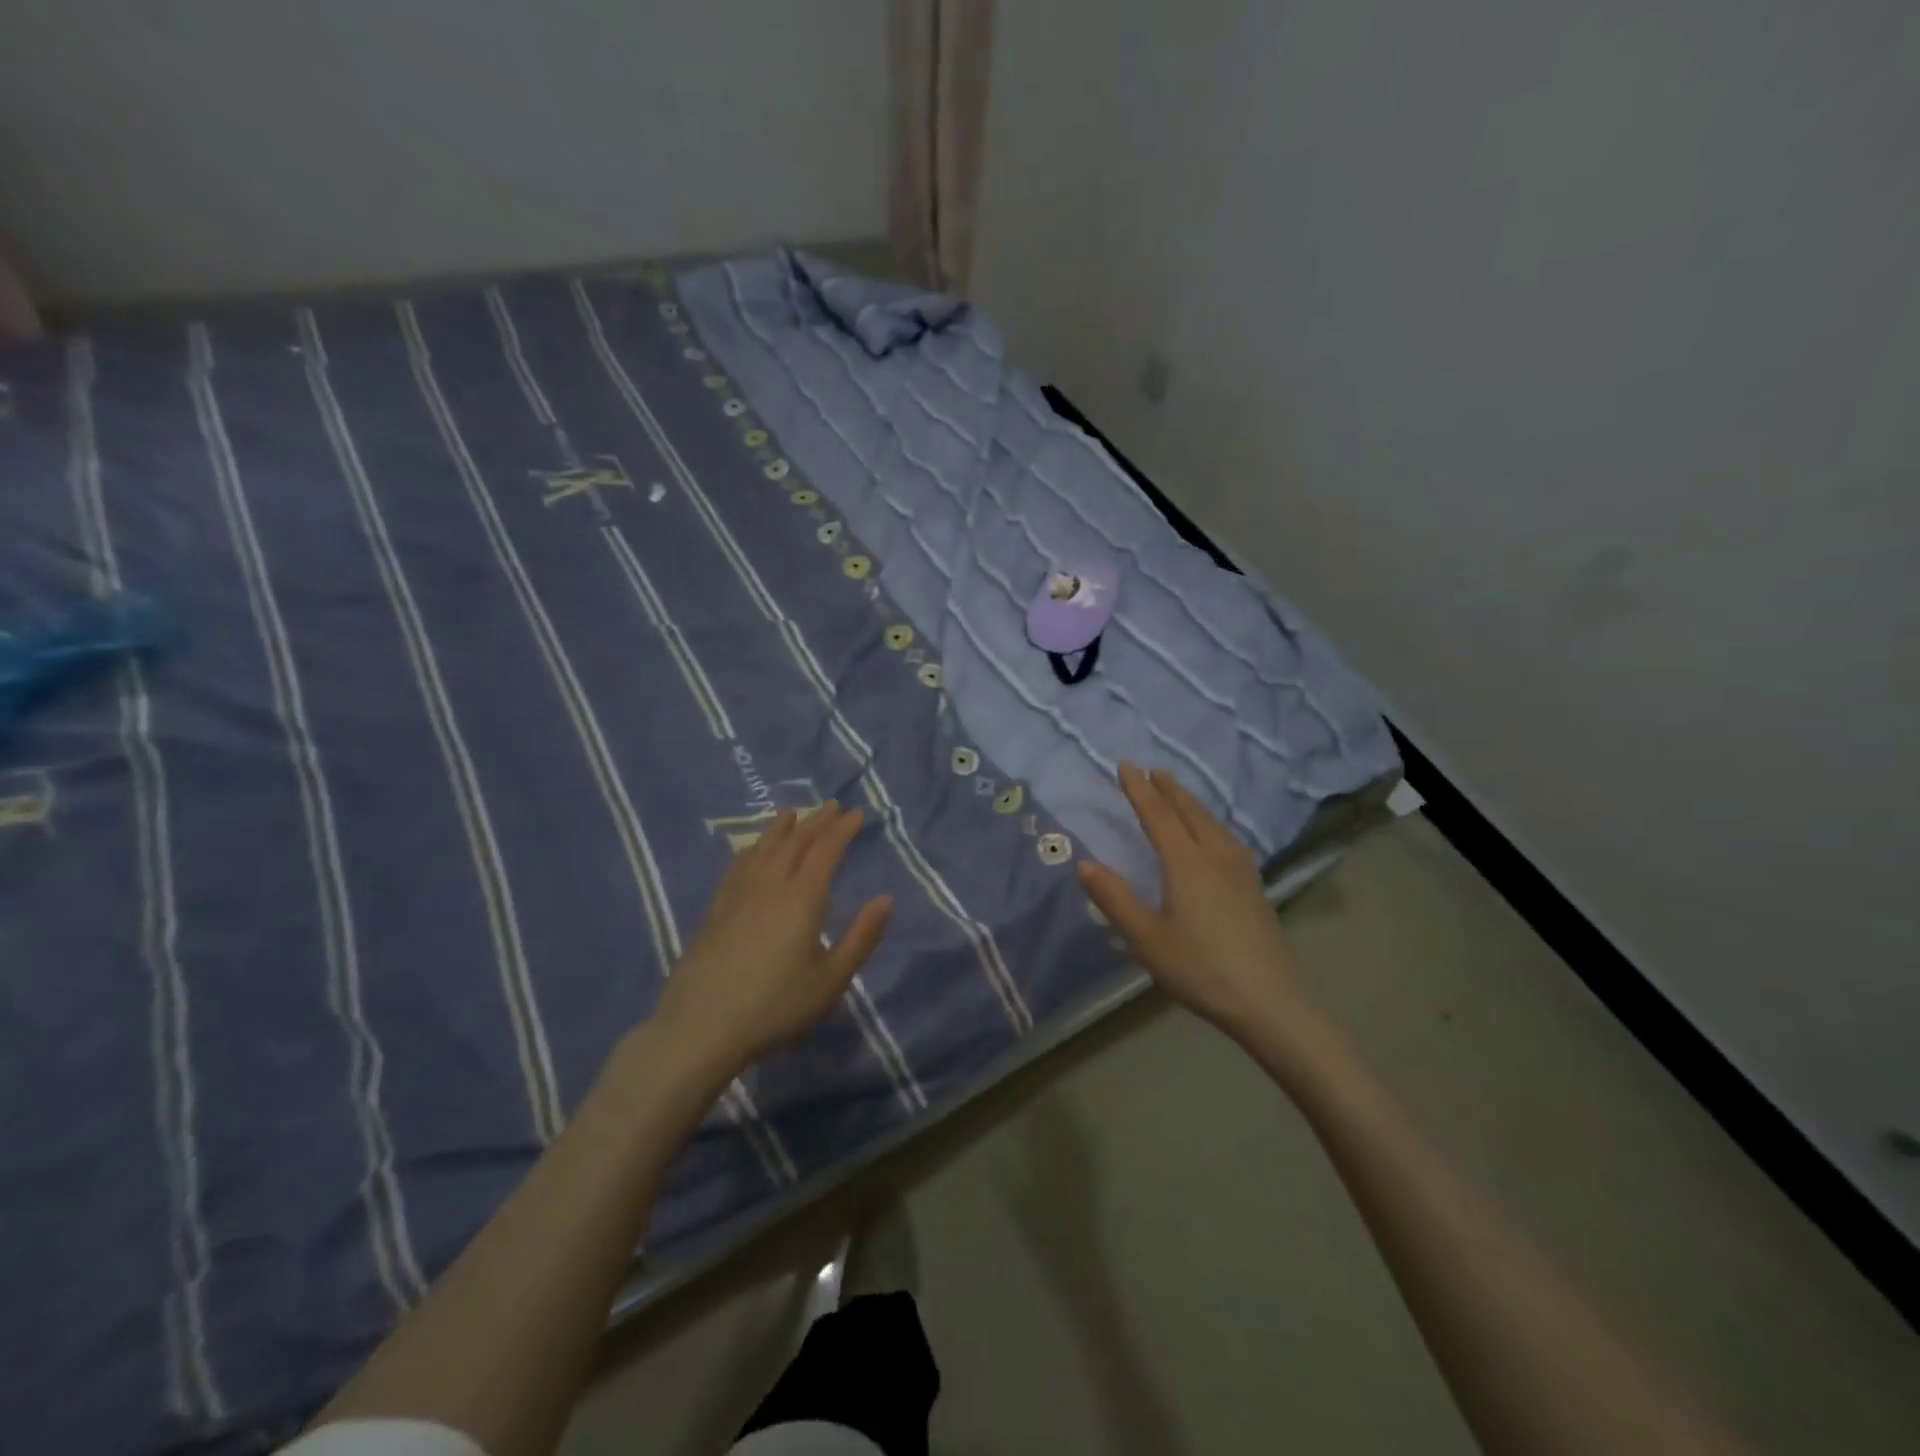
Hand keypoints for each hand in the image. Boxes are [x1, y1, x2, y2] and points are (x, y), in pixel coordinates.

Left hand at [652, 802, 891, 1074]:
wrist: (701, 1026)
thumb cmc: (776, 1006)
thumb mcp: (831, 979)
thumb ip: (861, 937)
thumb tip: (886, 899)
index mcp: (802, 898)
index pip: (826, 850)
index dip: (842, 829)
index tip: (857, 814)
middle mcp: (770, 885)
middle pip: (795, 842)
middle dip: (817, 821)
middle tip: (832, 805)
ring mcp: (739, 894)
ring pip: (763, 848)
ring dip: (781, 828)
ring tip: (791, 813)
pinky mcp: (716, 909)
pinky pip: (738, 865)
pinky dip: (751, 848)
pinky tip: (751, 849)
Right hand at [1079, 762, 1309, 1040]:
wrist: (1269, 1001)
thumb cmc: (1200, 968)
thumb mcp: (1146, 938)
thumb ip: (1115, 899)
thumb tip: (1085, 864)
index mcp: (1186, 863)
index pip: (1158, 815)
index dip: (1139, 790)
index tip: (1125, 766)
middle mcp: (1216, 857)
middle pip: (1190, 812)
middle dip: (1169, 789)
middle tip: (1153, 771)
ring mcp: (1241, 872)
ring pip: (1213, 823)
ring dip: (1192, 804)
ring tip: (1179, 795)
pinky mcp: (1254, 888)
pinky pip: (1227, 839)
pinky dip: (1211, 823)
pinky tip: (1215, 837)